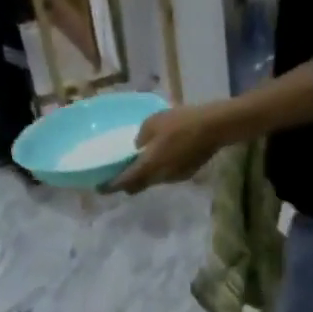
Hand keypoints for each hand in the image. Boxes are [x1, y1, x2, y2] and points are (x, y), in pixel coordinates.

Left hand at [108, 106, 229, 193]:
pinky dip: (158, 170)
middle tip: (118, 175)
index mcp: (147, 167)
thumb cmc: (180, 123)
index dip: (110, 187)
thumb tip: (137, 146)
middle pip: (137, 187)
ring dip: (143, 177)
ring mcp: (172, 178)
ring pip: (151, 182)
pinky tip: (163, 157)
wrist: (212, 128)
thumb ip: (140, 137)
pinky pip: (165, 176)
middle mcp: (158, 178)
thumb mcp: (153, 122)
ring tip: (140, 163)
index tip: (100, 188)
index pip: (124, 182)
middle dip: (126, 184)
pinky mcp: (184, 175)